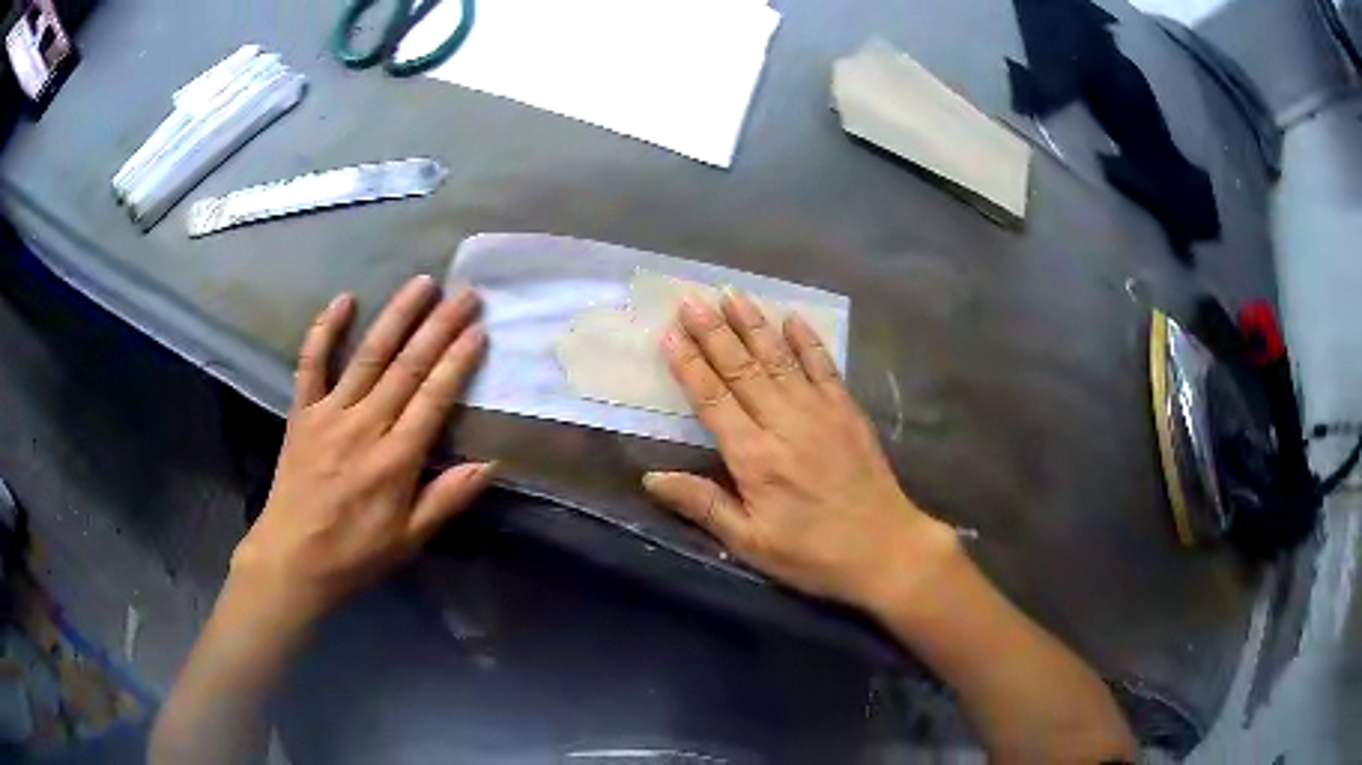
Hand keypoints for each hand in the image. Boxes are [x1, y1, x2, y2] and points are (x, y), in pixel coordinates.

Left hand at [231, 276, 494, 621]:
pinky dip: (325, 330)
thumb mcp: (409, 539)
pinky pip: (311, 364)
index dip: (457, 362)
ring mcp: (330, 414)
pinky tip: (344, 300)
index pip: (433, 399)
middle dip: (439, 326)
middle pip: (407, 367)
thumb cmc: (355, 552)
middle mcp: (364, 426)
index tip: (478, 330)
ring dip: (396, 316)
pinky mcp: (302, 412)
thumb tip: (490, 464)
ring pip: (368, 355)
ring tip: (422, 283)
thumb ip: (446, 499)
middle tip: (464, 293)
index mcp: (395, 460)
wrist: (292, 557)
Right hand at [643, 290, 958, 613]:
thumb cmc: (812, 554)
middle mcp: (784, 423)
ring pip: (779, 358)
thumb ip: (703, 505)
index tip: (669, 333)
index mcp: (755, 457)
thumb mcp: (751, 543)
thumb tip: (651, 478)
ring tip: (731, 294)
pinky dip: (807, 341)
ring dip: (753, 324)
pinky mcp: (848, 411)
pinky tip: (792, 318)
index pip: (712, 399)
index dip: (688, 364)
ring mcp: (820, 412)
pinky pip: (824, 366)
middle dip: (713, 331)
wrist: (885, 549)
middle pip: (742, 368)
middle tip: (691, 300)